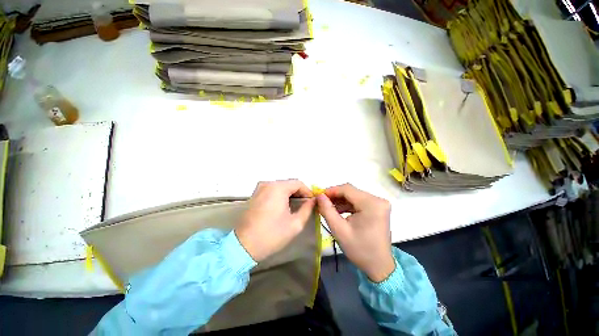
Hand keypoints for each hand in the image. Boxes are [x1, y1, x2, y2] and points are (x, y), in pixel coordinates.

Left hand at [235, 180, 314, 261]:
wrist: (244, 245)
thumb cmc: (272, 235)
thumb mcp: (295, 224)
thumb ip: (307, 209)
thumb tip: (313, 201)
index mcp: (278, 188)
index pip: (298, 183)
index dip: (308, 191)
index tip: (312, 202)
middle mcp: (268, 184)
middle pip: (289, 183)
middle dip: (299, 192)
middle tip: (306, 205)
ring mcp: (260, 188)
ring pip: (281, 186)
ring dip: (290, 194)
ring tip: (296, 206)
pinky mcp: (255, 194)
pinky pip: (272, 190)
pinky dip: (281, 195)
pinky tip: (284, 206)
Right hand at [316, 183, 394, 282]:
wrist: (379, 265)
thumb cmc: (359, 249)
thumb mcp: (339, 230)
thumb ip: (327, 210)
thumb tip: (319, 195)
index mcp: (371, 204)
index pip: (347, 189)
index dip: (331, 190)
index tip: (318, 195)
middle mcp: (378, 200)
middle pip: (351, 191)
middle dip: (335, 196)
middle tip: (322, 202)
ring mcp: (379, 203)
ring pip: (354, 195)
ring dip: (340, 200)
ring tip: (328, 207)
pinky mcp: (378, 208)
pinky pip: (359, 201)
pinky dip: (348, 205)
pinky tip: (338, 211)